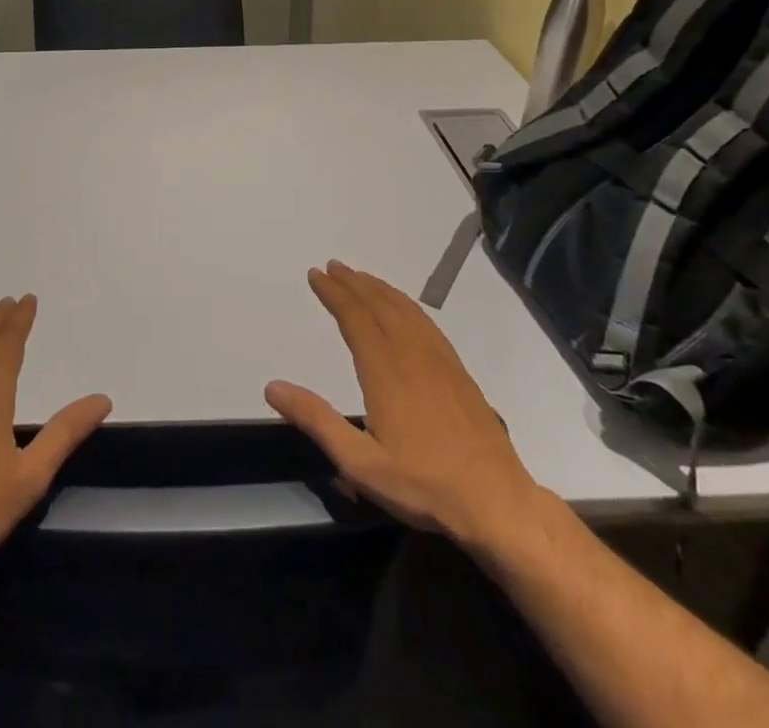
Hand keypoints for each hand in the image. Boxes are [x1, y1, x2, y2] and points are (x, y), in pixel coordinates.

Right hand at [265, 261, 541, 548]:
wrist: (496, 501)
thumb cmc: (422, 484)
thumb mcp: (359, 462)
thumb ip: (316, 420)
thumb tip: (272, 387)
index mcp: (384, 369)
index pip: (354, 317)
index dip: (333, 293)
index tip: (316, 275)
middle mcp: (411, 353)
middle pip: (378, 305)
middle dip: (353, 283)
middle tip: (333, 267)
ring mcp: (439, 360)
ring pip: (404, 309)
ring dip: (379, 289)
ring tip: (361, 278)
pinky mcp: (458, 371)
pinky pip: (426, 322)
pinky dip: (407, 304)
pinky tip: (403, 308)